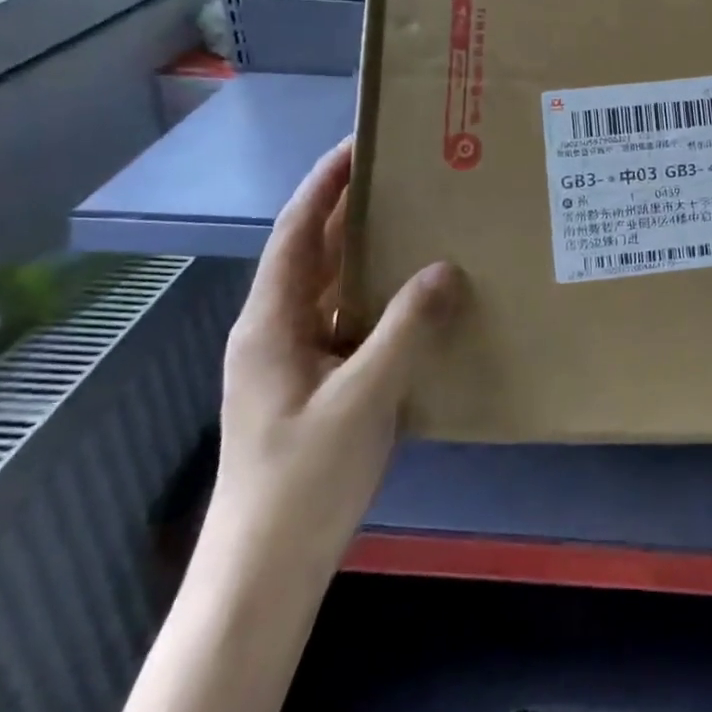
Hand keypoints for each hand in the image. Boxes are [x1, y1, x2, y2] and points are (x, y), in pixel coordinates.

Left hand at [204, 138, 462, 585]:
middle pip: (316, 252)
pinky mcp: (313, 384)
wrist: (265, 569)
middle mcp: (276, 329)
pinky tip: (417, 297)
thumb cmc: (304, 477)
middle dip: (353, 209)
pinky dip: (379, 297)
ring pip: (333, 287)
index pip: (299, 231)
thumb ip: (407, 328)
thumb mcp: (364, 396)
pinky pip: (348, 320)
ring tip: (419, 222)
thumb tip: (446, 268)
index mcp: (272, 321)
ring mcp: (293, 359)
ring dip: (369, 252)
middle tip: (407, 176)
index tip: (362, 143)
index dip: (326, 183)